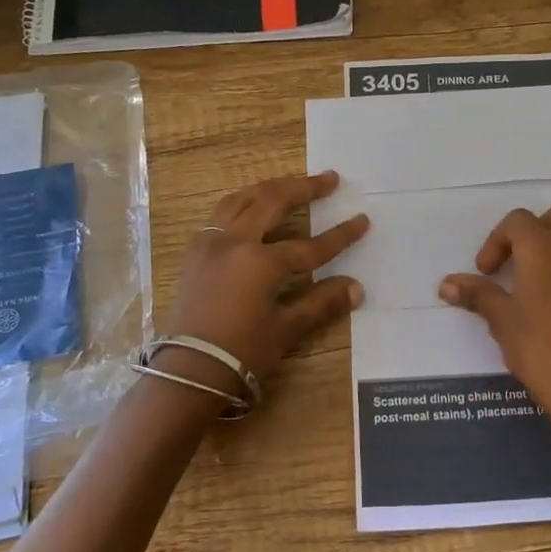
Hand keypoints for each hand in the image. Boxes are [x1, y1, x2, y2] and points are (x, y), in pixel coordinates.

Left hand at [162, 172, 368, 395]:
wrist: (187, 373)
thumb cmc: (241, 353)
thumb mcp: (286, 329)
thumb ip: (321, 303)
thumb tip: (356, 288)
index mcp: (260, 261)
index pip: (311, 245)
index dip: (340, 235)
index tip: (363, 219)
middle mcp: (235, 241)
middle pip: (273, 202)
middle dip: (305, 188)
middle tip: (330, 179)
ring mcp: (211, 243)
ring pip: (241, 200)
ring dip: (270, 188)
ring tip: (290, 184)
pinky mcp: (196, 253)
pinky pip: (220, 213)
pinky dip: (242, 202)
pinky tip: (251, 207)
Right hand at [439, 204, 550, 458]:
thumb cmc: (539, 349)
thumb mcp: (501, 320)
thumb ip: (477, 294)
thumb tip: (447, 284)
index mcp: (544, 248)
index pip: (517, 222)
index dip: (495, 241)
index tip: (485, 272)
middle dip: (531, 231)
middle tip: (513, 262)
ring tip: (535, 275)